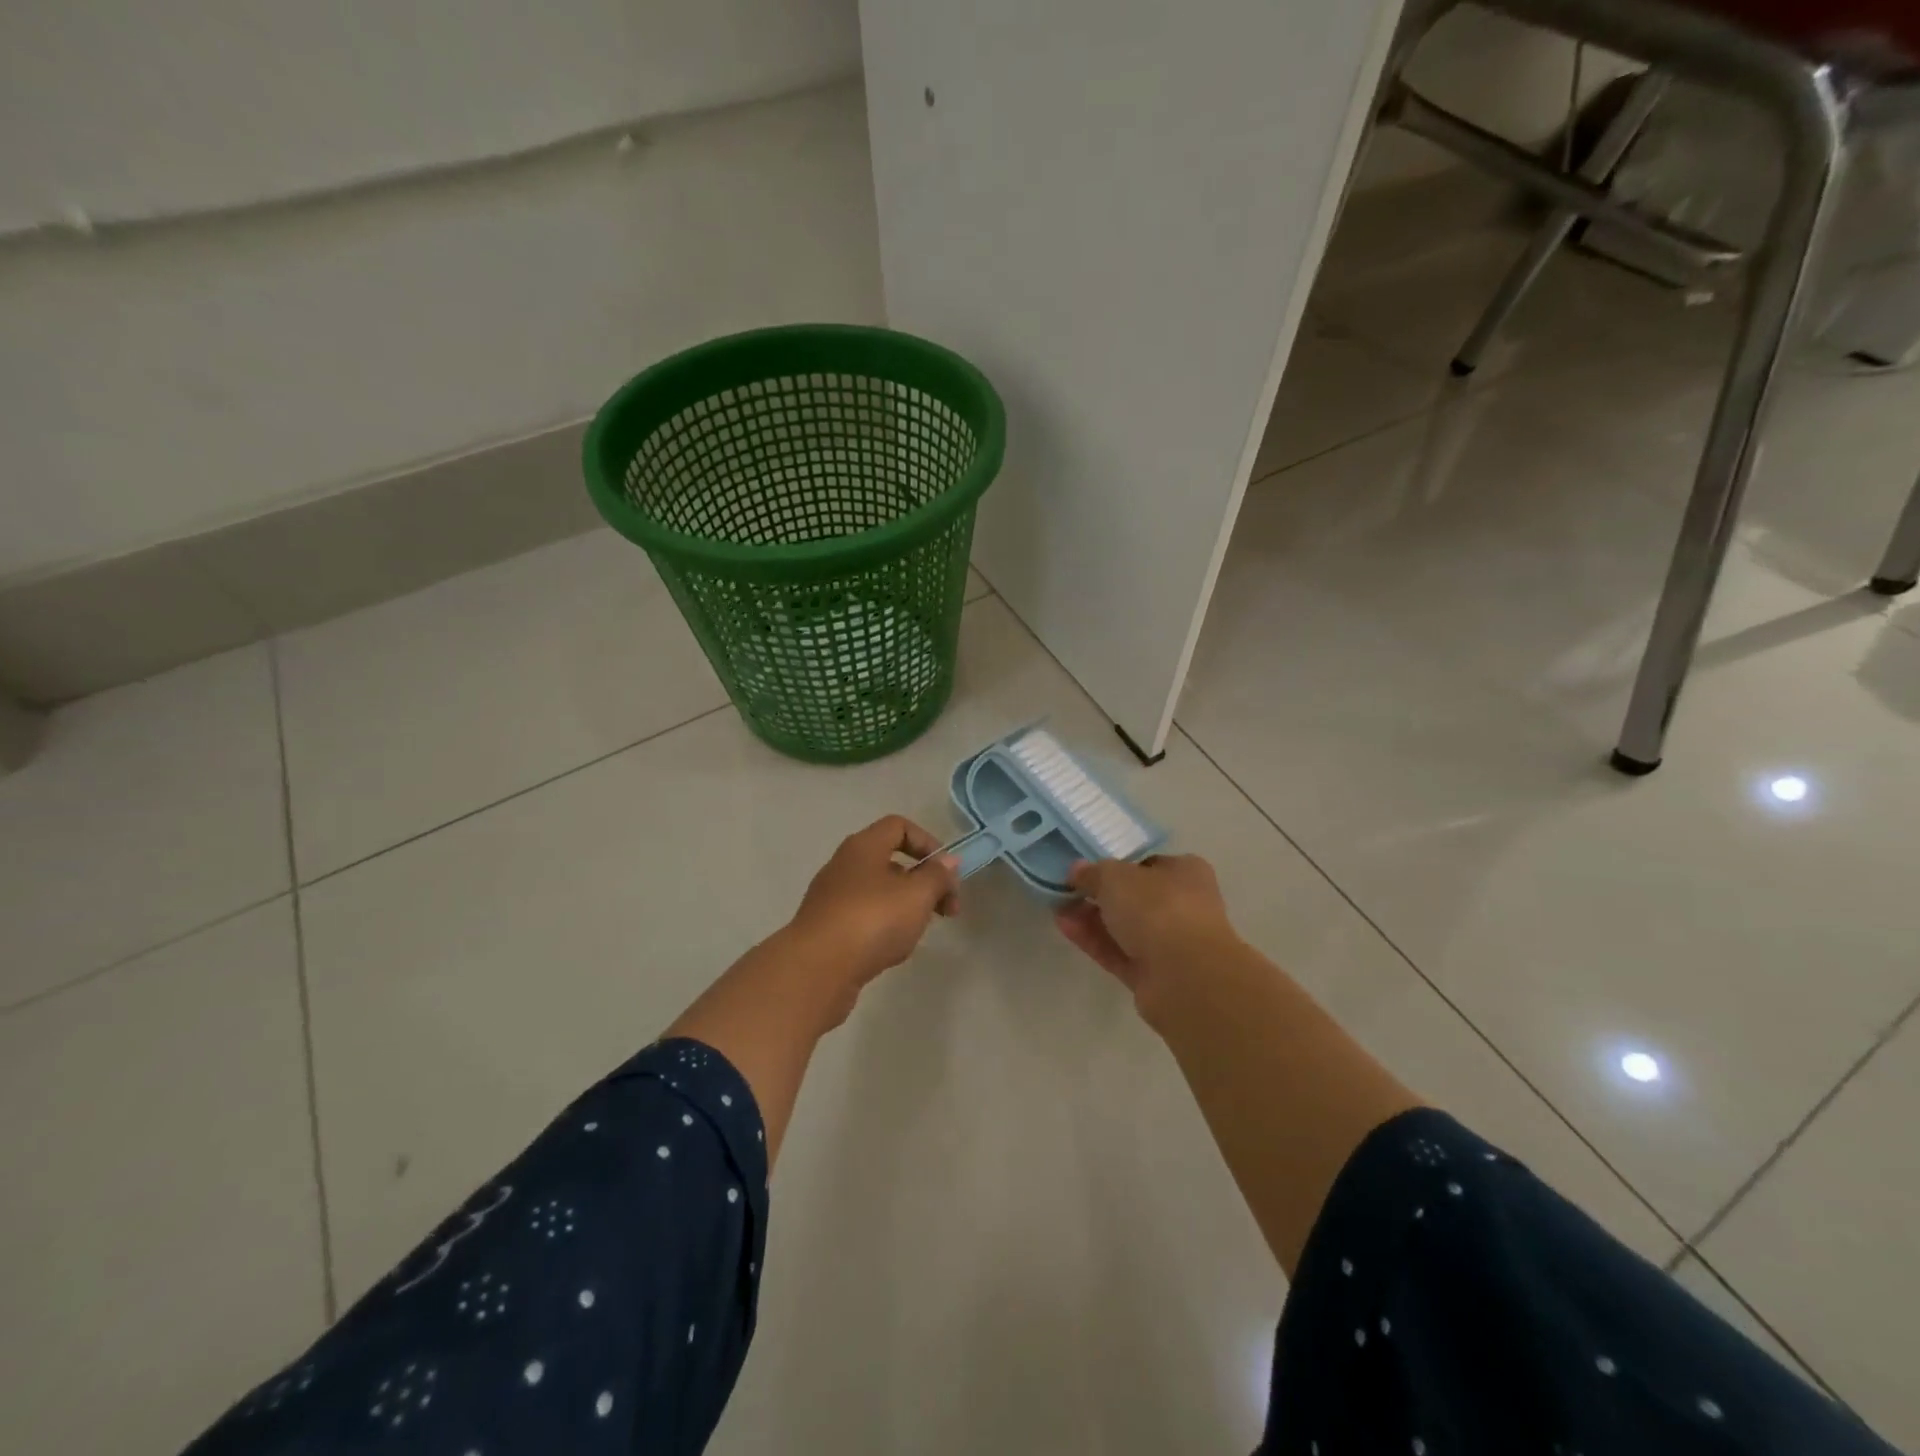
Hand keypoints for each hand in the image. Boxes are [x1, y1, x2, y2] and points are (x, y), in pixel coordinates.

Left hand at [784, 816, 959, 1022]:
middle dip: (924, 882)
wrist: (816, 969)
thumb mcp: (917, 894)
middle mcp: (844, 865)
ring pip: (879, 892)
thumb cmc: (872, 920)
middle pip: (891, 861)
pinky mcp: (827, 928)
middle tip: (946, 910)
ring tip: (919, 933)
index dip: (928, 842)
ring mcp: (832, 897)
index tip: (946, 873)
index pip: (899, 826)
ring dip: (906, 906)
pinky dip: (884, 927)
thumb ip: (937, 875)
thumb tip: (947, 862)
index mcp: (863, 846)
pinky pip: (864, 917)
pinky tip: (892, 950)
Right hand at [1053, 854, 1242, 1023]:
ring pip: (1125, 927)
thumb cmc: (1156, 908)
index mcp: (1185, 872)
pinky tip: (1065, 928)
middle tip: (1067, 891)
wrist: (1185, 976)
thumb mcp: (1115, 876)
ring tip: (1057, 909)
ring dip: (1092, 918)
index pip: (1148, 864)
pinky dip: (1094, 941)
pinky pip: (1119, 952)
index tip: (1087, 869)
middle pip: (1134, 898)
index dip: (1117, 865)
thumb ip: (1093, 872)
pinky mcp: (1154, 975)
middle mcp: (1183, 906)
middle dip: (1099, 895)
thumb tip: (1078, 870)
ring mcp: (1170, 944)